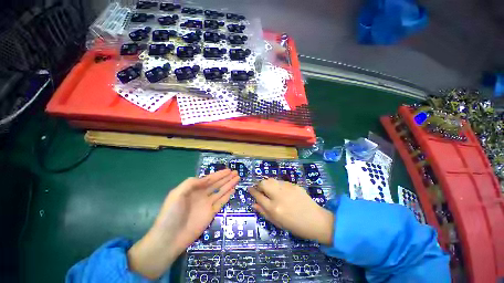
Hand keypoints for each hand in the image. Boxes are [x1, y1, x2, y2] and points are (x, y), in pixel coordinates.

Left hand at [128, 169, 238, 278]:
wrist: (169, 239)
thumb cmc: (171, 214)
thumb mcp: (177, 194)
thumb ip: (191, 183)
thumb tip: (206, 179)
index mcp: (193, 189)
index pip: (209, 179)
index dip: (219, 174)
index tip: (228, 170)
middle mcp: (201, 195)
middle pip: (217, 184)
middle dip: (226, 178)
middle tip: (236, 172)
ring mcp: (207, 204)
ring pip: (221, 191)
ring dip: (229, 184)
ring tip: (237, 178)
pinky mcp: (211, 214)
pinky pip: (221, 202)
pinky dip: (227, 196)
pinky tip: (233, 190)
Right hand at [249, 178, 333, 244]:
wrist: (316, 220)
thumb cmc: (295, 226)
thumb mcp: (277, 223)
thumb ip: (264, 213)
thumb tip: (254, 204)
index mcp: (274, 208)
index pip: (258, 196)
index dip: (252, 191)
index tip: (249, 189)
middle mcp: (279, 196)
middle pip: (263, 183)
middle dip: (259, 184)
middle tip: (260, 189)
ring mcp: (287, 188)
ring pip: (272, 180)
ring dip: (268, 184)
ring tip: (270, 189)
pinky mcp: (293, 185)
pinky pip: (281, 182)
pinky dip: (277, 185)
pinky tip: (282, 191)